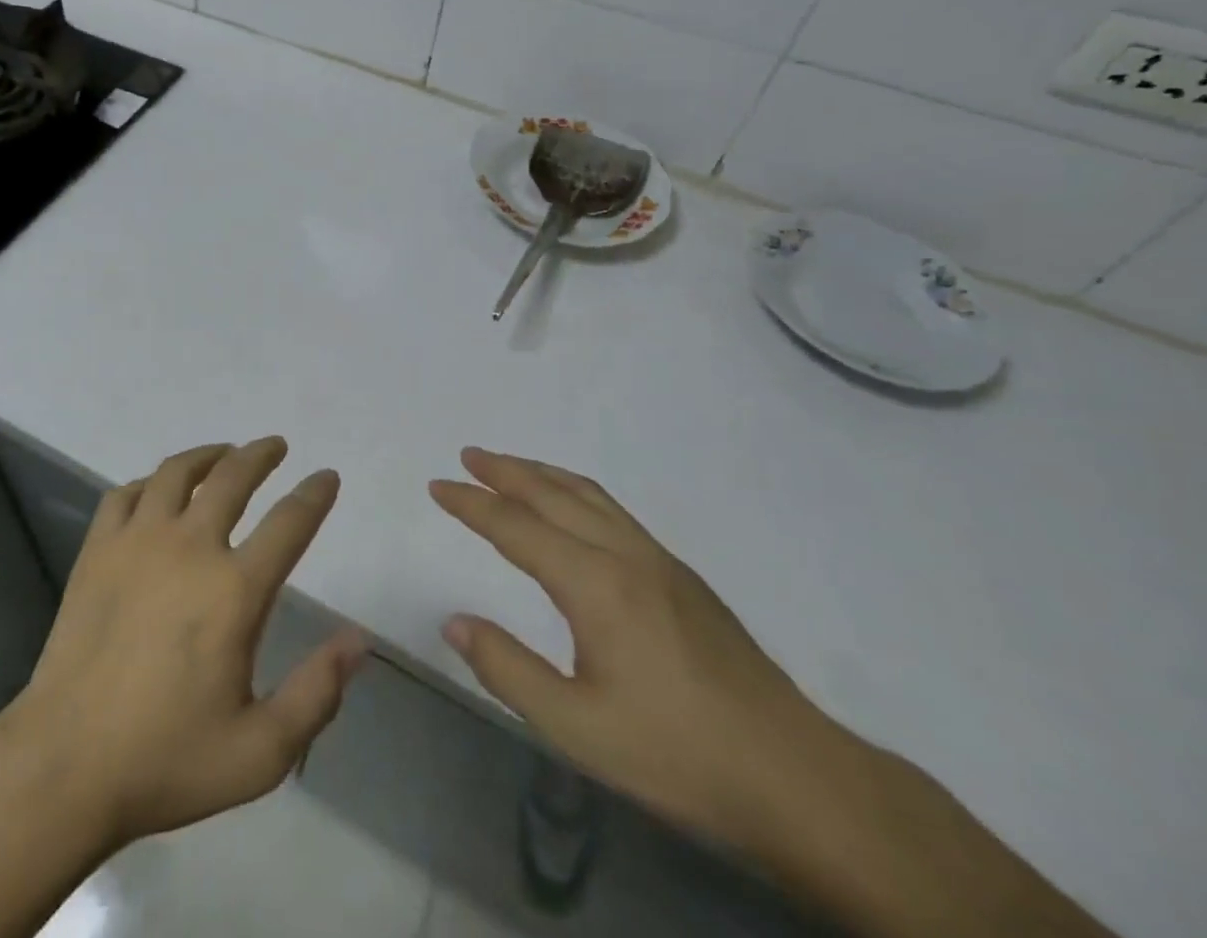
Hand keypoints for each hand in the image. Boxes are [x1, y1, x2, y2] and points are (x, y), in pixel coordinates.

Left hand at [0, 438, 367, 848]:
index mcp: (234, 590)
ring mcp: (137, 542)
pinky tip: (158, 490)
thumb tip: (358, 641)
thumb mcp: (260, 752)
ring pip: (178, 473)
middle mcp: (189, 548)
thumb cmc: (167, 760)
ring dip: (207, 455)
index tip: (327, 477)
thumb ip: (317, 693)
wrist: (65, 765)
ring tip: (223, 453)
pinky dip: (150, 482)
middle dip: (260, 455)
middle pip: (233, 477)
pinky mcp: (97, 550)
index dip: (315, 494)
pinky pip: (127, 493)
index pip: (289, 523)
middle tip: (275, 446)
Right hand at [431, 447, 840, 853]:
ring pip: (588, 495)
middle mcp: (624, 555)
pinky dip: (575, 491)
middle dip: (505, 471)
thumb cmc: (679, 755)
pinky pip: (613, 510)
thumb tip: (454, 621)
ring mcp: (658, 560)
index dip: (471, 504)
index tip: (437, 485)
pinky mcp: (682, 576)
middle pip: (552, 494)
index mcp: (594, 584)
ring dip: (542, 473)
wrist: (798, 778)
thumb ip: (507, 670)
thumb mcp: (578, 728)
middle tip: (468, 455)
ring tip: (509, 466)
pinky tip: (573, 507)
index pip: (515, 528)